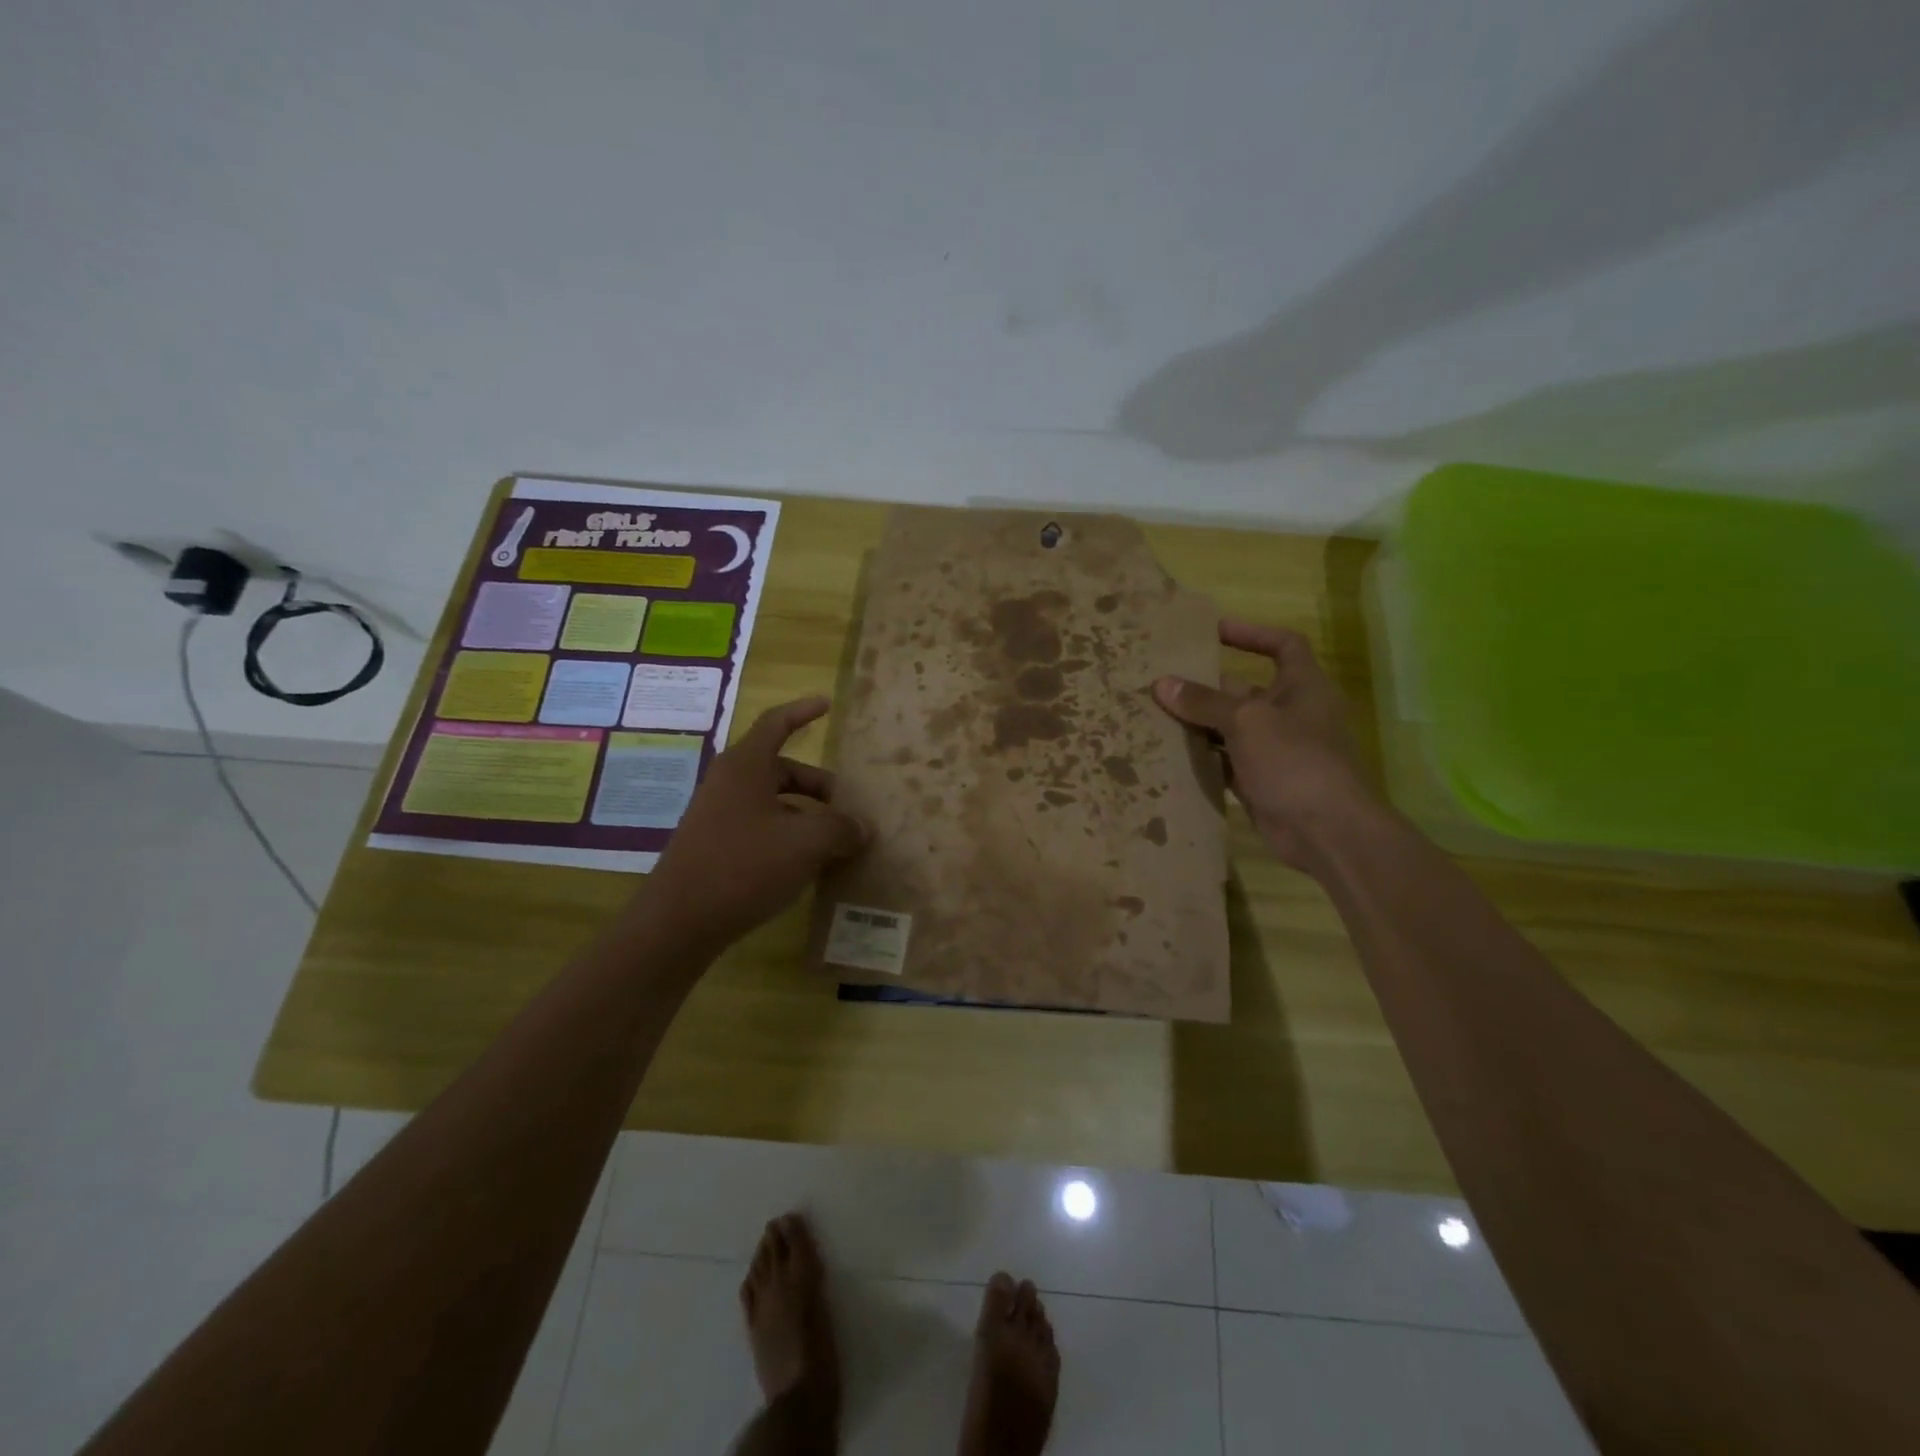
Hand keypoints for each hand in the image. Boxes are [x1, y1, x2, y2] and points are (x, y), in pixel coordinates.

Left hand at [640, 697, 868, 953]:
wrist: (678, 923)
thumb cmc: (743, 866)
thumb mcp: (805, 844)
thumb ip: (841, 829)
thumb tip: (862, 827)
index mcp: (746, 767)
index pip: (776, 724)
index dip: (802, 711)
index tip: (826, 704)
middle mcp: (730, 784)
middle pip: (782, 769)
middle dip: (818, 785)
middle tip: (848, 806)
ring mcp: (719, 816)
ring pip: (773, 802)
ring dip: (806, 815)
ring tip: (836, 841)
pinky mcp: (716, 846)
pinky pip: (761, 828)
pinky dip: (788, 836)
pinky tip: (807, 865)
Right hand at [1153, 619, 1375, 874]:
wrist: (1325, 831)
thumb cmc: (1294, 760)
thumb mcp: (1246, 722)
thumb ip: (1204, 702)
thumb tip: (1162, 683)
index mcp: (1303, 687)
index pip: (1283, 646)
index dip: (1251, 633)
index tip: (1213, 630)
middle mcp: (1291, 714)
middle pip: (1245, 690)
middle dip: (1207, 686)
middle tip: (1163, 679)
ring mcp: (1276, 751)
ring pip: (1231, 729)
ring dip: (1199, 724)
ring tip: (1155, 714)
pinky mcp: (1261, 782)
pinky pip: (1226, 762)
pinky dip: (1202, 758)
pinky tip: (1168, 754)